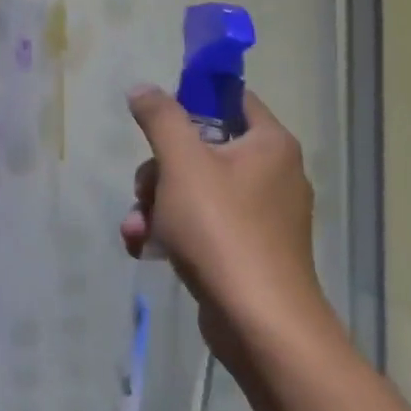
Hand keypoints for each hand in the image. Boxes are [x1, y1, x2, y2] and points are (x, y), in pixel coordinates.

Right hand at [120, 86, 324, 361]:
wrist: (258, 322)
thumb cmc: (221, 228)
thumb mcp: (181, 162)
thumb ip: (161, 118)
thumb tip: (144, 88)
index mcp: (269, 144)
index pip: (231, 98)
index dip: (191, 98)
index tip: (156, 116)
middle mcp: (273, 174)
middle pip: (201, 149)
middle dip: (158, 170)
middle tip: (144, 190)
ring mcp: (262, 216)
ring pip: (194, 190)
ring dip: (155, 205)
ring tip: (137, 230)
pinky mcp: (249, 250)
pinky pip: (203, 224)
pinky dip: (172, 231)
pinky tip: (145, 248)